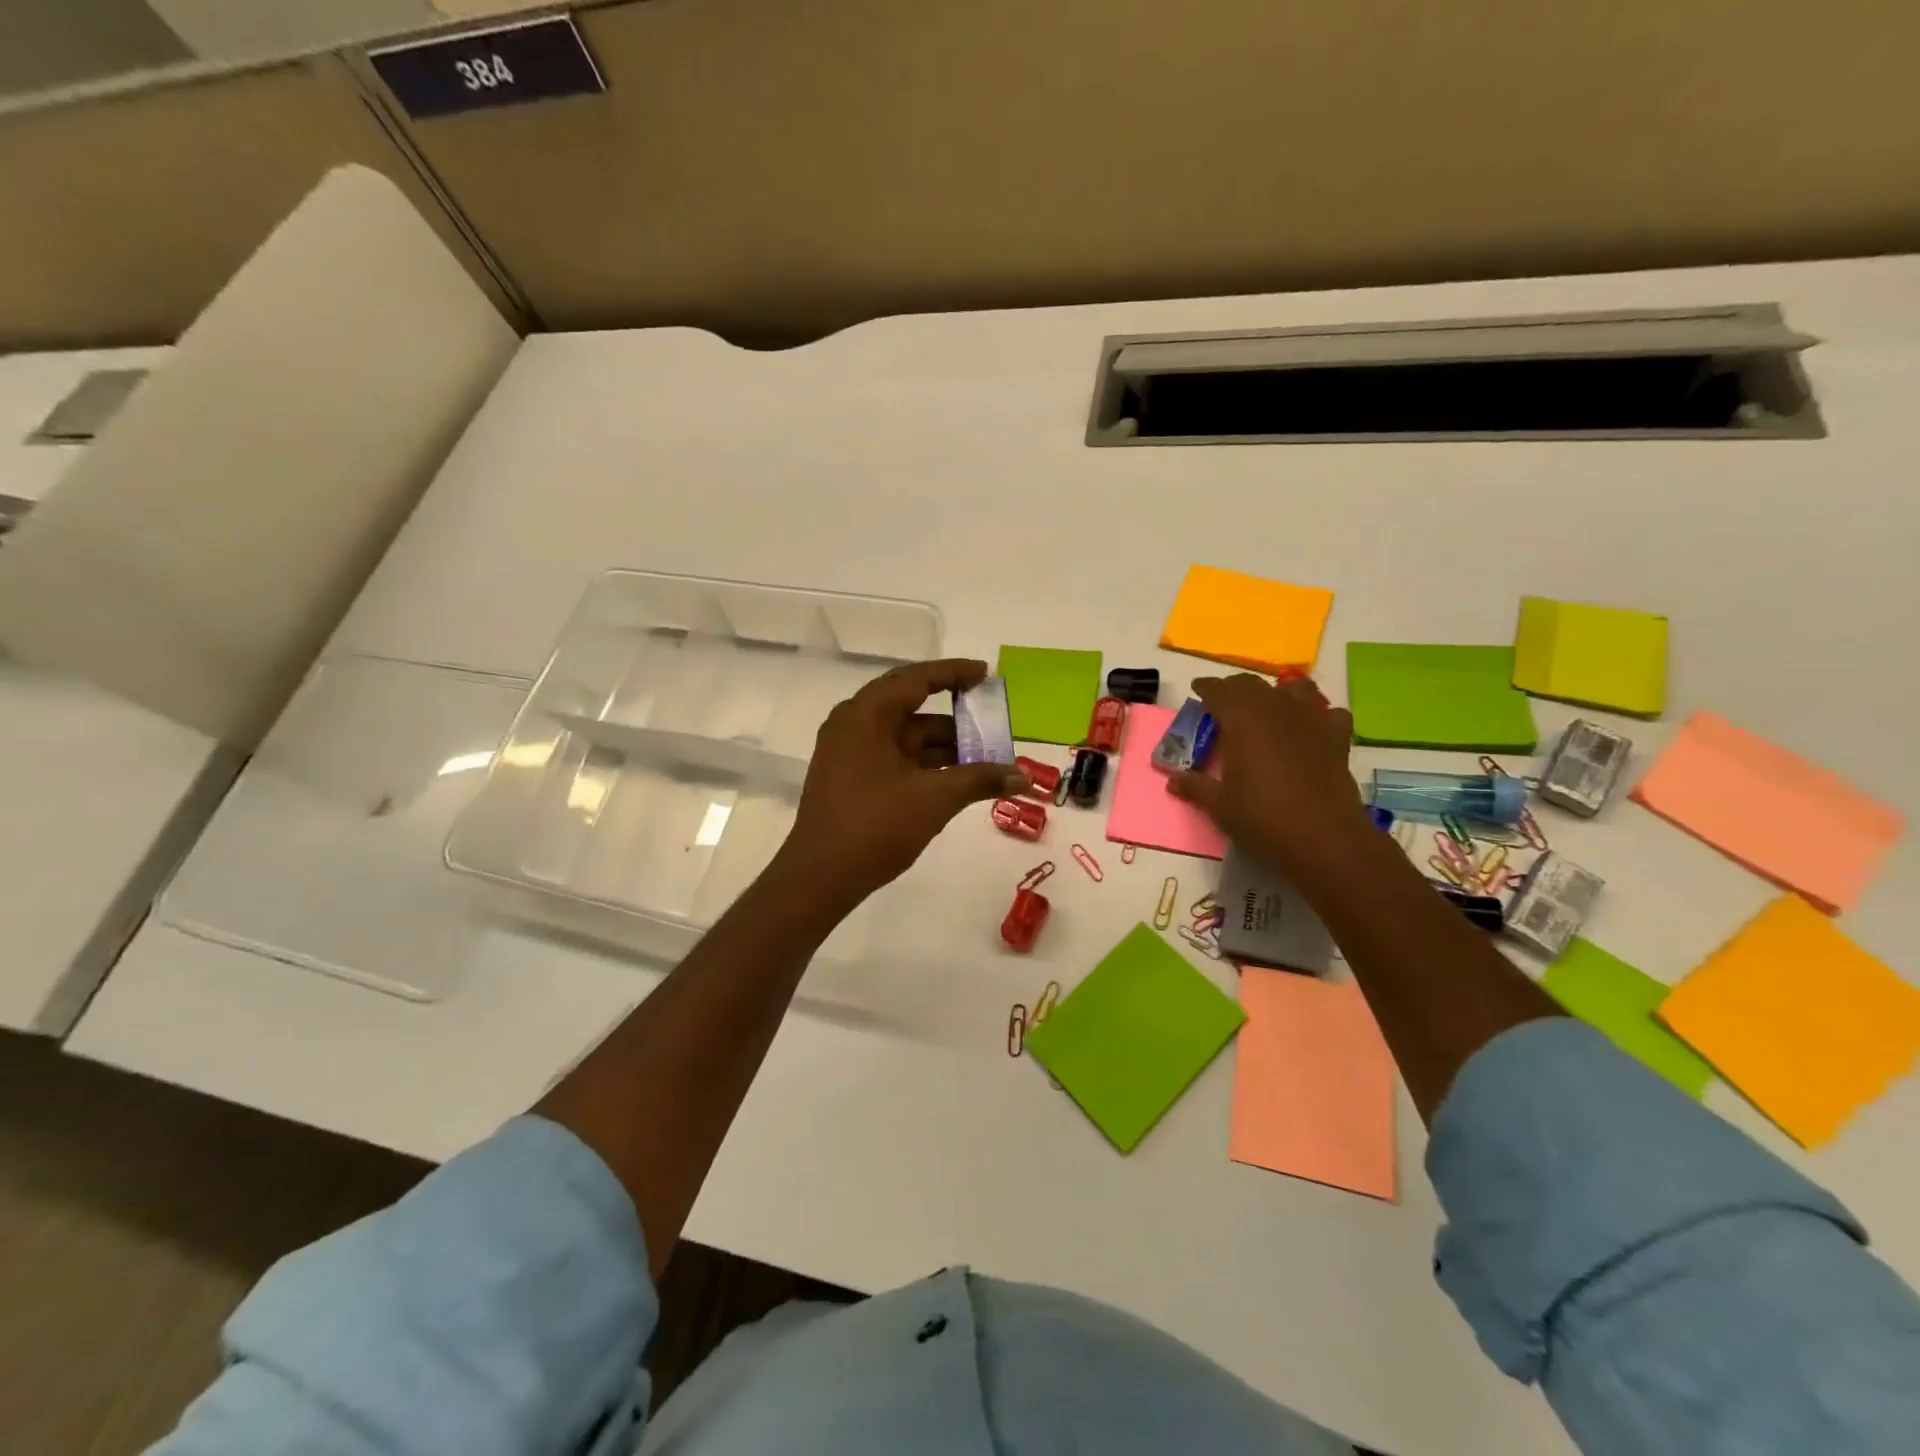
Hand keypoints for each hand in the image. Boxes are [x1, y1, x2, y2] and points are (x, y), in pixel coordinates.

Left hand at [777, 659, 1028, 905]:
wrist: (820, 878)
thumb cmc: (875, 826)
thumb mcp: (934, 799)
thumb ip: (979, 779)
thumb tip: (1022, 776)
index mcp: (865, 715)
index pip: (916, 679)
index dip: (954, 673)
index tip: (986, 674)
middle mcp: (854, 725)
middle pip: (912, 707)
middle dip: (955, 716)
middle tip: (991, 719)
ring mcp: (850, 752)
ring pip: (906, 736)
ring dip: (944, 745)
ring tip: (985, 758)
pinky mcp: (851, 777)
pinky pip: (895, 757)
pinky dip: (926, 763)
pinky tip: (958, 778)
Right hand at [1167, 673, 1371, 878]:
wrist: (1324, 839)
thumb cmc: (1262, 817)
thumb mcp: (1219, 805)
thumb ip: (1195, 787)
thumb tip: (1173, 781)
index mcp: (1242, 719)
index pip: (1219, 691)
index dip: (1206, 688)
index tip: (1197, 690)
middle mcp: (1277, 710)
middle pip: (1253, 685)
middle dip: (1235, 689)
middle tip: (1223, 703)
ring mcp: (1312, 720)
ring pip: (1295, 688)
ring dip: (1278, 692)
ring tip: (1268, 708)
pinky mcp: (1337, 739)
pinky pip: (1328, 713)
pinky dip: (1317, 715)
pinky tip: (1310, 730)